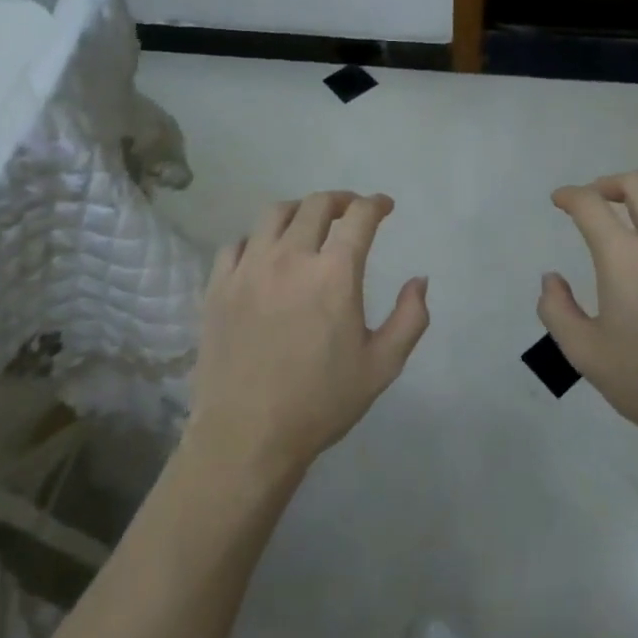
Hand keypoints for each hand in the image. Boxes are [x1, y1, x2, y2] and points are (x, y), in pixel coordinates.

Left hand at [187, 191, 428, 480]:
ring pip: (274, 214)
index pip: (359, 217)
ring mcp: (249, 268)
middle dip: (341, 200)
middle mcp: (291, 257)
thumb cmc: (321, 402)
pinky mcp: (218, 286)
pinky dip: (257, 239)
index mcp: (334, 273)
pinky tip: (265, 254)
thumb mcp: (382, 366)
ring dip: (299, 210)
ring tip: (308, 223)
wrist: (247, 436)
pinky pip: (237, 243)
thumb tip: (420, 280)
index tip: (384, 206)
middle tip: (351, 211)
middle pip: (316, 205)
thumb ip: (410, 318)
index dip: (376, 204)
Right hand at [540, 172, 637, 453]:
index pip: (591, 205)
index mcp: (626, 259)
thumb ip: (557, 310)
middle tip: (596, 201)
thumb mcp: (586, 354)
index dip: (570, 196)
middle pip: (637, 184)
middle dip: (608, 184)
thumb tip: (552, 279)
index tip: (561, 201)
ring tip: (635, 211)